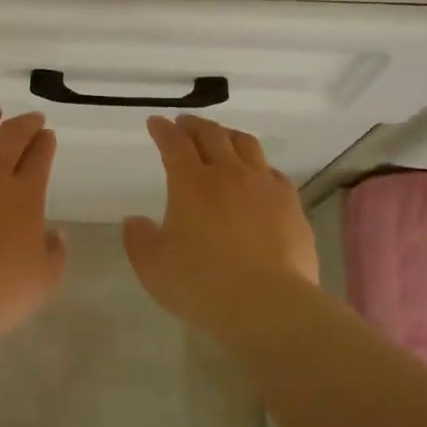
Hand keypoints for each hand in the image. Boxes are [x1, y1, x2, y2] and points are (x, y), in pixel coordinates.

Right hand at [123, 114, 319, 332]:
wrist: (268, 304)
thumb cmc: (201, 284)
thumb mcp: (153, 266)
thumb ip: (139, 239)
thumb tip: (136, 221)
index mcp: (190, 183)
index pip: (174, 143)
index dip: (163, 130)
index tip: (156, 122)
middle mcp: (228, 174)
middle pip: (212, 135)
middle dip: (194, 125)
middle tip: (184, 123)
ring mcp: (264, 187)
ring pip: (247, 145)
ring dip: (228, 135)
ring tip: (221, 137)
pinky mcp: (291, 205)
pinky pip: (273, 172)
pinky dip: (258, 165)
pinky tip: (257, 176)